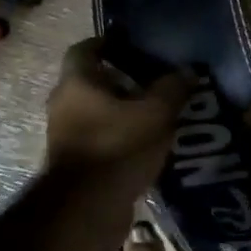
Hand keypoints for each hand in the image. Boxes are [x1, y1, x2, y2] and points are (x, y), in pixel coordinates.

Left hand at [45, 39, 191, 178]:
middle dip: (122, 82)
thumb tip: (187, 71)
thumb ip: (172, 89)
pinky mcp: (75, 164)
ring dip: (121, 114)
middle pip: (92, 83)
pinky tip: (145, 147)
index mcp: (77, 82)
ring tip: (155, 118)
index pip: (86, 49)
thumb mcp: (155, 114)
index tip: (133, 45)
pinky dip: (119, 139)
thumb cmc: (118, 147)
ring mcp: (65, 136)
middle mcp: (63, 104)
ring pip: (96, 114)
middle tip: (154, 84)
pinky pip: (100, 141)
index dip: (109, 43)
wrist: (88, 207)